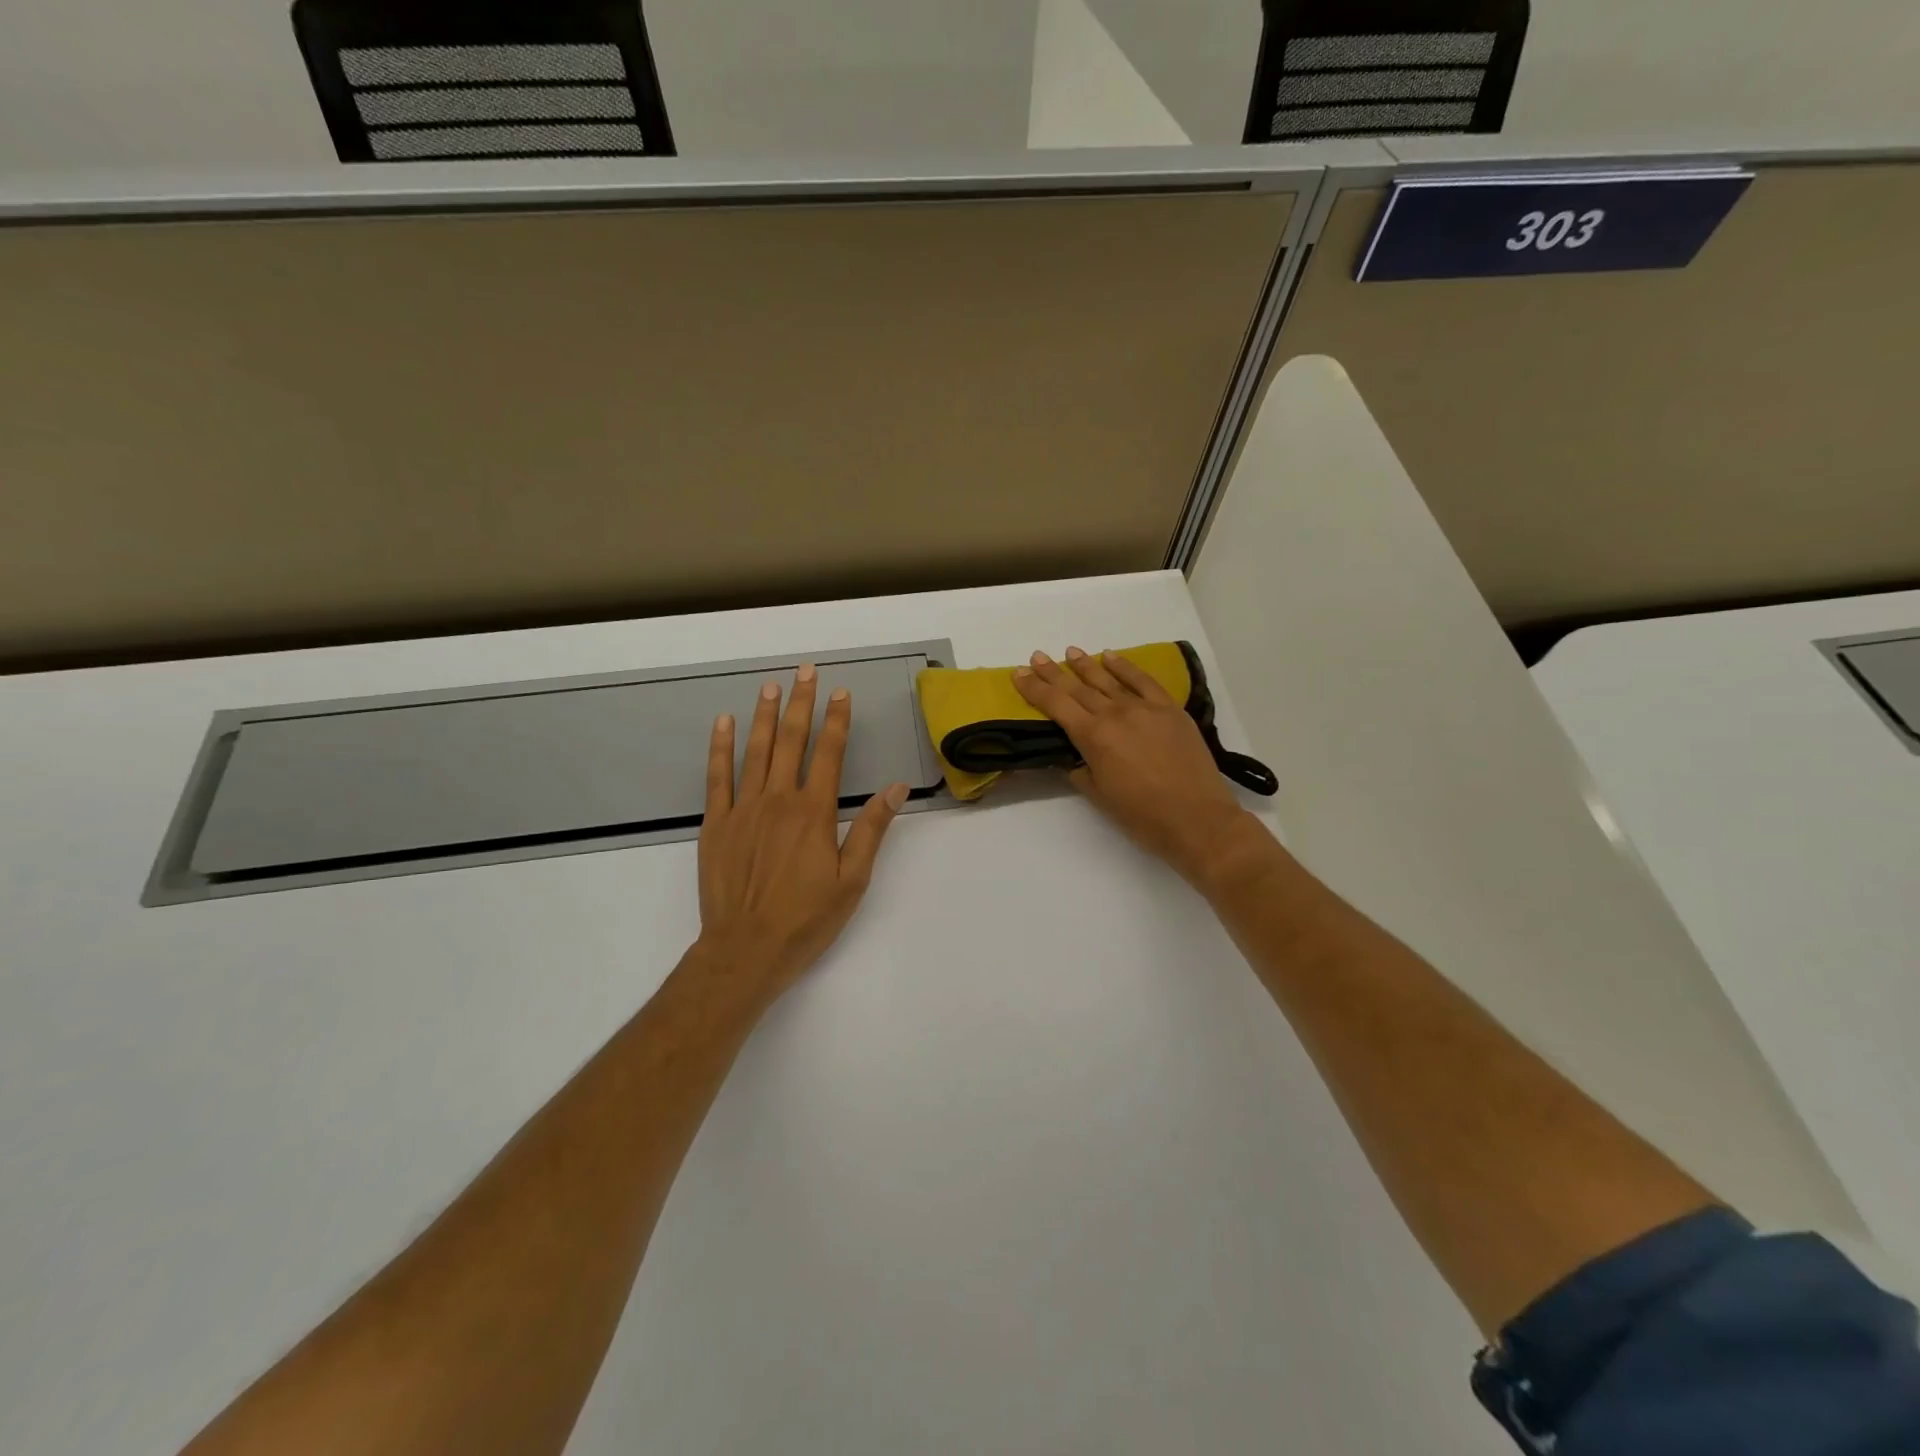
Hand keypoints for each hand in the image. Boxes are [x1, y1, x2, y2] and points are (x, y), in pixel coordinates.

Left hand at [692, 665, 909, 1010]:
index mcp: (813, 813)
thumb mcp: (852, 880)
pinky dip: (720, 747)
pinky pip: (717, 776)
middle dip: (800, 704)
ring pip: (755, 751)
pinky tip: (724, 723)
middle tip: (805, 671)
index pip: (828, 753)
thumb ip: (871, 829)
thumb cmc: (806, 919)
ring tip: (770, 686)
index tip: (841, 693)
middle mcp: (778, 800)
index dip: (837, 720)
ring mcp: (742, 809)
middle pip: (791, 741)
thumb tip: (896, 788)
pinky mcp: (716, 824)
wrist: (745, 950)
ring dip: (765, 716)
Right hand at [1014, 648, 1264, 886]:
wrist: (1197, 819)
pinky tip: (1112, 657)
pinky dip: (1126, 667)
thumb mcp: (1099, 795)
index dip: (1035, 689)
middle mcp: (1115, 714)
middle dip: (1054, 673)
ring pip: (1108, 680)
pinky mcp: (1170, 709)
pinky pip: (1143, 681)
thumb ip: (1081, 770)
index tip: (1019, 674)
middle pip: (1078, 688)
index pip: (1056, 705)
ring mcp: (1145, 708)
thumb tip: (1074, 757)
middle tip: (1036, 657)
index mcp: (1093, 737)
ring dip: (1086, 665)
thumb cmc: (1142, 816)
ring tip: (1070, 652)